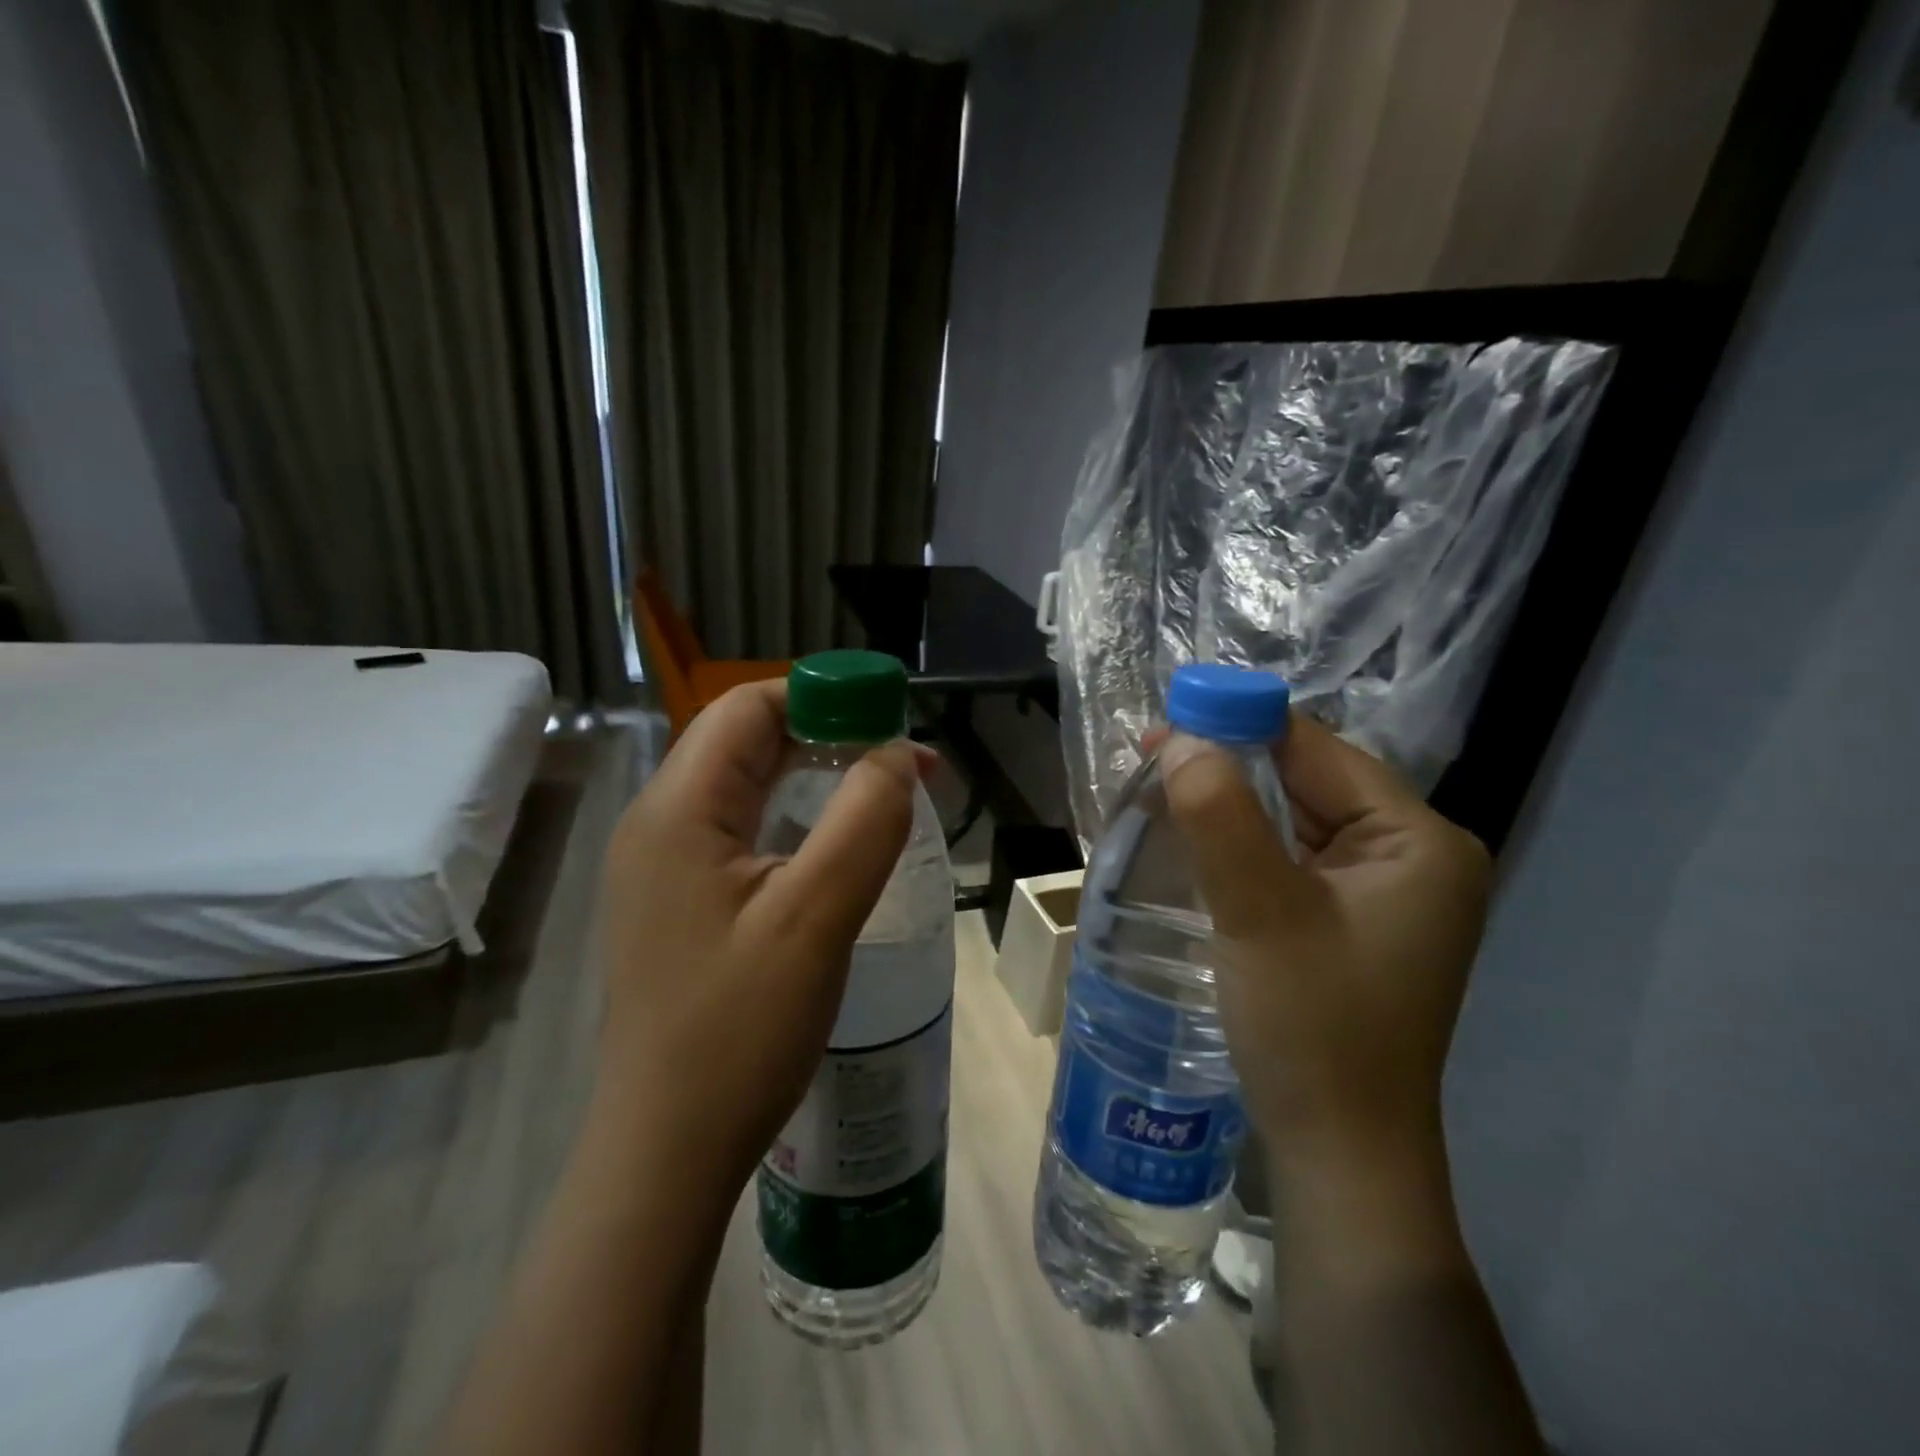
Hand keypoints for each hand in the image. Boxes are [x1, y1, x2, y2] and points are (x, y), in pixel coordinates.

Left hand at [597, 680, 926, 1201]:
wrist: (668, 1150)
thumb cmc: (739, 1032)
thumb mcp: (815, 918)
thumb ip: (863, 822)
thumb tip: (896, 755)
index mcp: (678, 810)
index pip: (748, 707)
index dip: (823, 696)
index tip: (892, 719)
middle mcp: (659, 823)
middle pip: (746, 740)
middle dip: (828, 734)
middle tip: (903, 762)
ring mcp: (663, 866)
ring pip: (746, 785)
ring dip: (815, 775)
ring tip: (883, 792)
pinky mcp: (679, 901)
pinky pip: (741, 830)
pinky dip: (795, 816)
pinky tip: (835, 843)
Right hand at [1161, 714, 1490, 1188]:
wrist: (1339, 1153)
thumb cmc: (1312, 1028)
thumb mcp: (1259, 913)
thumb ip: (1220, 817)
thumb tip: (1180, 739)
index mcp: (1417, 840)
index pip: (1319, 751)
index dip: (1241, 726)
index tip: (1166, 723)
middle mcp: (1412, 855)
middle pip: (1307, 781)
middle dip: (1229, 767)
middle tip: (1151, 760)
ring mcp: (1383, 890)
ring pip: (1293, 819)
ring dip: (1229, 805)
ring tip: (1160, 792)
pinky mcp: (1351, 919)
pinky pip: (1291, 857)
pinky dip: (1242, 843)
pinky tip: (1194, 840)